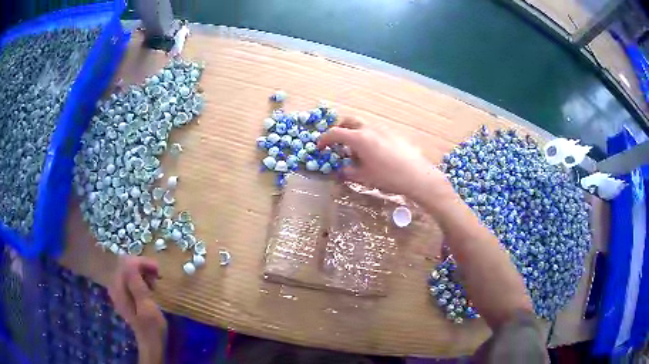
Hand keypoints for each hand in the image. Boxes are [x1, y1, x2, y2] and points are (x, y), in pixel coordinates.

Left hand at [108, 256, 165, 363]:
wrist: (151, 343)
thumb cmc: (151, 326)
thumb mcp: (146, 305)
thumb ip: (136, 283)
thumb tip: (129, 259)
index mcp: (118, 287)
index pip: (126, 262)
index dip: (142, 262)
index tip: (157, 270)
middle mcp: (115, 285)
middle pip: (127, 265)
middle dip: (143, 267)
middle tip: (157, 277)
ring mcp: (118, 290)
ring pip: (129, 271)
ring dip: (143, 274)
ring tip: (154, 284)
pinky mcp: (124, 294)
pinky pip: (130, 279)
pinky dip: (141, 280)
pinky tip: (149, 288)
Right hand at [318, 117, 450, 200]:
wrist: (417, 176)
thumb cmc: (388, 177)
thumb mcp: (364, 177)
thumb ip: (349, 172)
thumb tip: (341, 170)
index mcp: (359, 138)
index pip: (335, 133)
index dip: (324, 139)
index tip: (320, 147)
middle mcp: (370, 129)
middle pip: (349, 121)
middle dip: (340, 129)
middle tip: (337, 142)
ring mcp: (384, 129)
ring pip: (363, 126)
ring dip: (355, 133)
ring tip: (357, 152)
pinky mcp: (394, 134)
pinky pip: (375, 131)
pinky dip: (368, 137)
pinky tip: (374, 153)